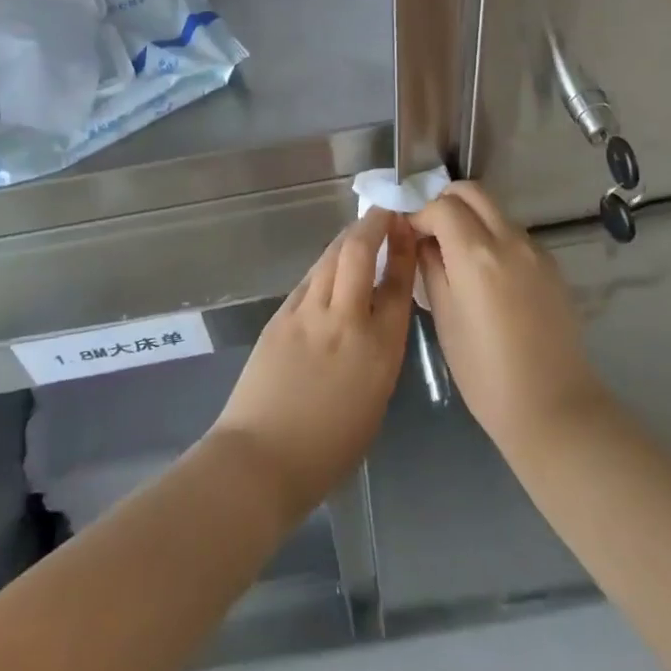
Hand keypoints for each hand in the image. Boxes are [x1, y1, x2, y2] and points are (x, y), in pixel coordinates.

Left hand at [209, 209, 414, 523]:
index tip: (407, 229)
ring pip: (330, 259)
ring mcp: (307, 314)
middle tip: (384, 213)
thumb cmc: (329, 449)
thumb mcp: (374, 401)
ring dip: (347, 238)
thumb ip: (379, 355)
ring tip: (360, 229)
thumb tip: (375, 323)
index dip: (404, 251)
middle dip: (373, 225)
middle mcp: (345, 321)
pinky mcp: (280, 317)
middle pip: (359, 254)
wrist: (263, 457)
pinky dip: (323, 266)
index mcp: (379, 350)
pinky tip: (328, 264)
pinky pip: (308, 280)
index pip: (398, 285)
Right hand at [410, 183, 606, 452]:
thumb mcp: (444, 318)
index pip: (441, 205)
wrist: (553, 406)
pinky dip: (491, 236)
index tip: (405, 232)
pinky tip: (483, 273)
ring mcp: (535, 250)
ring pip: (494, 210)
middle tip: (428, 231)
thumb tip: (421, 240)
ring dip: (469, 218)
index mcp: (477, 254)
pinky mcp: (551, 265)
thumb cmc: (485, 371)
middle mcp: (510, 240)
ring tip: (453, 254)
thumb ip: (430, 267)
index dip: (418, 213)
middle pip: (472, 192)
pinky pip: (513, 233)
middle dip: (444, 202)